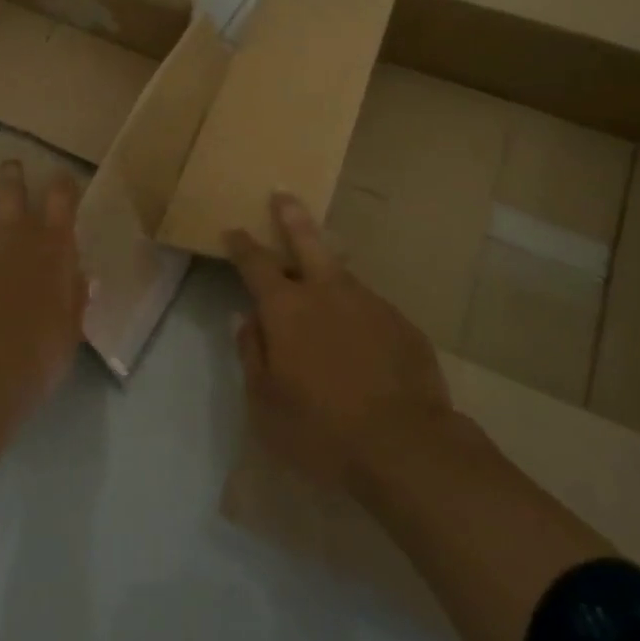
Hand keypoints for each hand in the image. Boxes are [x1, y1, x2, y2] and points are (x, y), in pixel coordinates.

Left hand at [0, 153, 88, 518]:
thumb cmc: (36, 358)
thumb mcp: (70, 331)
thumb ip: (76, 298)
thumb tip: (87, 277)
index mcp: (51, 246)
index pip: (61, 199)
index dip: (63, 185)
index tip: (63, 179)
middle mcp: (10, 234)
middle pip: (10, 190)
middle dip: (11, 174)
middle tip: (10, 163)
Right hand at [227, 193, 455, 495]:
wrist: (406, 445)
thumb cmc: (321, 429)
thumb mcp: (265, 403)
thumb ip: (251, 354)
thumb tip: (244, 319)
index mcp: (286, 308)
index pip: (256, 264)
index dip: (242, 246)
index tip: (233, 230)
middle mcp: (327, 292)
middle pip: (305, 240)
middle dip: (290, 216)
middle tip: (283, 194)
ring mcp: (368, 303)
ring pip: (341, 274)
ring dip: (326, 268)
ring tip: (321, 277)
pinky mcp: (401, 323)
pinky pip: (368, 309)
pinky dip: (356, 313)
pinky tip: (360, 337)